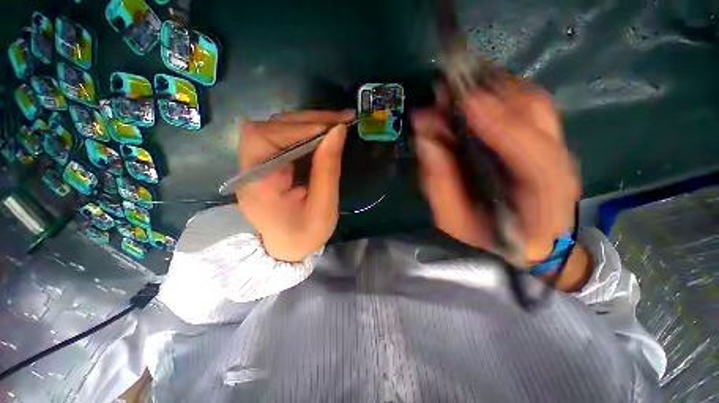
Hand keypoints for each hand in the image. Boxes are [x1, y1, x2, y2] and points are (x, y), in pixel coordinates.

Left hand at [235, 110, 354, 261]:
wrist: (286, 250)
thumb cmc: (305, 235)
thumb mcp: (323, 207)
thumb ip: (328, 169)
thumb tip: (338, 131)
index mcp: (258, 184)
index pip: (266, 137)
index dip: (300, 128)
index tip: (334, 128)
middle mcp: (249, 169)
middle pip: (270, 127)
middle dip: (308, 120)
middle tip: (341, 119)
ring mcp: (255, 165)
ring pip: (276, 129)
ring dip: (308, 124)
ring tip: (337, 124)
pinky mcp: (266, 165)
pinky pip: (282, 139)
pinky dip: (305, 133)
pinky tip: (324, 134)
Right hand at [412, 74, 581, 270]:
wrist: (528, 243)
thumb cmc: (487, 237)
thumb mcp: (454, 220)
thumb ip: (440, 185)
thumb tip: (426, 140)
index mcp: (541, 203)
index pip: (533, 156)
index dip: (500, 124)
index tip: (466, 101)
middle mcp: (560, 168)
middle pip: (539, 117)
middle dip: (494, 95)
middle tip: (452, 87)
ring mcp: (558, 149)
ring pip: (536, 104)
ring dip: (497, 89)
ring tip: (461, 87)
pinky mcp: (549, 141)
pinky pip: (531, 105)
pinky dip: (504, 93)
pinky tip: (478, 94)